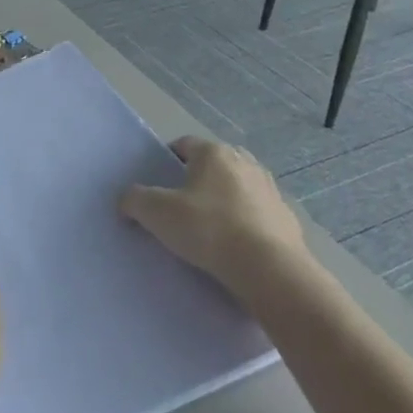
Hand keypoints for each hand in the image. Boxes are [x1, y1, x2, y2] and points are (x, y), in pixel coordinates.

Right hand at [120, 137, 311, 300]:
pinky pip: (256, 213)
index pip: (184, 144)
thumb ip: (135, 200)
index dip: (167, 160)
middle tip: (180, 205)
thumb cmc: (209, 230)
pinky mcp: (285, 216)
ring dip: (222, 200)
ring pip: (236, 187)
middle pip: (212, 164)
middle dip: (196, 179)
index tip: (157, 184)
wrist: (269, 268)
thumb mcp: (157, 213)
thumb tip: (126, 200)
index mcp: (214, 153)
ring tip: (208, 228)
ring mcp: (269, 188)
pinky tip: (234, 246)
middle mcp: (244, 162)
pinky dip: (244, 222)